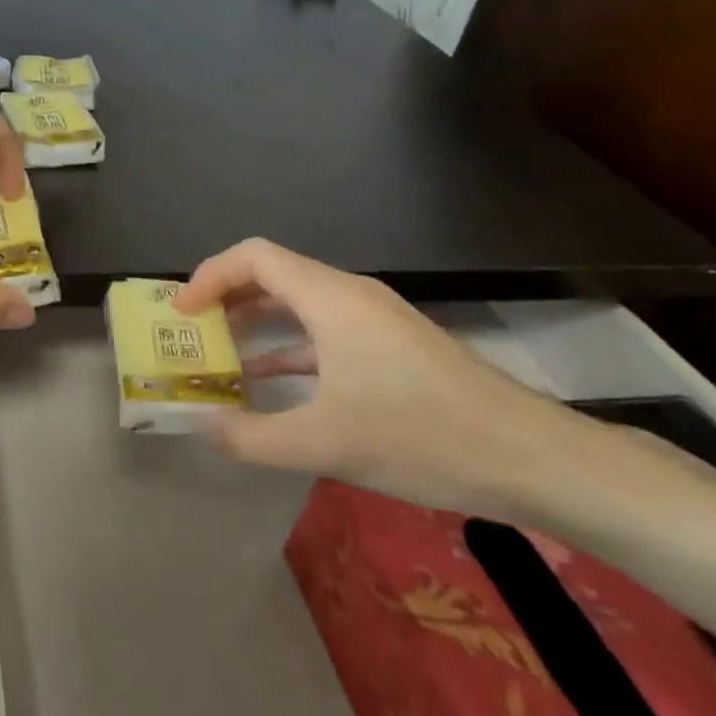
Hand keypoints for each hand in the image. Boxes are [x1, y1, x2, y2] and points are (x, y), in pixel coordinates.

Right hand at [175, 238, 595, 517]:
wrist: (534, 459)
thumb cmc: (422, 436)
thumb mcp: (324, 444)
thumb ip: (252, 437)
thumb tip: (203, 428)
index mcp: (331, 299)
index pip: (254, 257)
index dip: (209, 276)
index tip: (181, 315)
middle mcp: (351, 296)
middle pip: (273, 274)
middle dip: (225, 298)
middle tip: (191, 333)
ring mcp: (376, 321)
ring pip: (299, 304)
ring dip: (255, 323)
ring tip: (219, 355)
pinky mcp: (392, 347)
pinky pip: (324, 331)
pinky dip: (289, 347)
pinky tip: (271, 383)